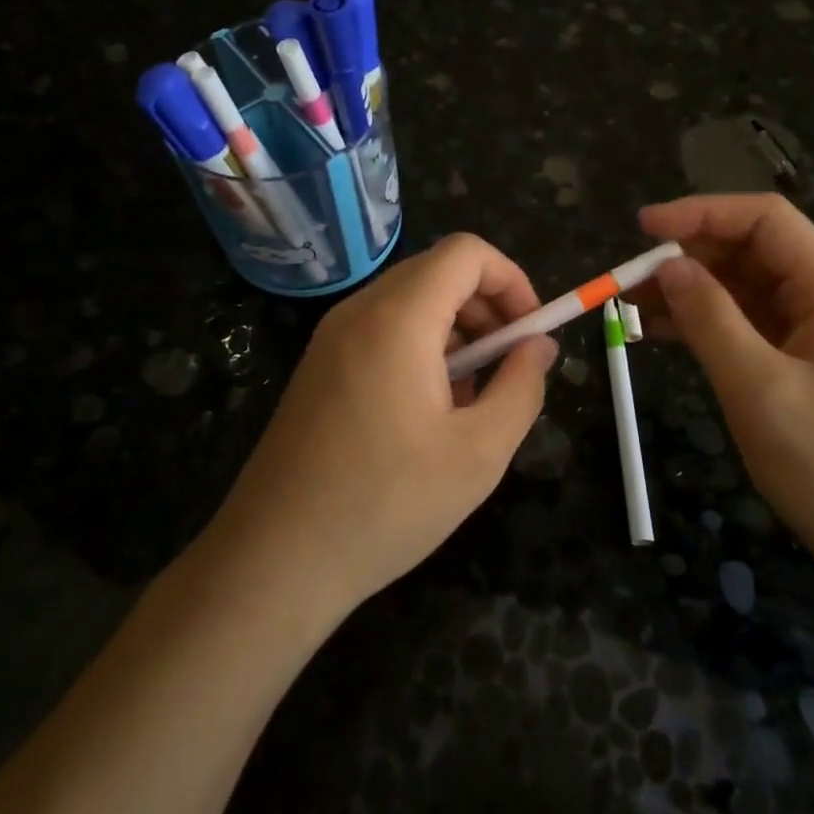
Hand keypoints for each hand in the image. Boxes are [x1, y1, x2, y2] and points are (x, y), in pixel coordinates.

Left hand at [208, 234, 557, 623]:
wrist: (275, 560)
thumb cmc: (386, 505)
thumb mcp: (478, 454)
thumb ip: (521, 387)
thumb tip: (539, 346)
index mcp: (398, 319)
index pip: (465, 252)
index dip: (511, 279)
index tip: (530, 333)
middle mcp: (359, 311)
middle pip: (438, 272)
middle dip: (487, 307)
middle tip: (508, 366)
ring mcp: (332, 337)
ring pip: (411, 301)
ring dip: (457, 331)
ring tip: (472, 397)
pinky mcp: (319, 365)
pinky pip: (383, 329)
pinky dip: (421, 347)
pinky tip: (430, 410)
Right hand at [637, 194, 813, 564]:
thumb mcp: (760, 388)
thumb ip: (711, 319)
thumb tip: (667, 266)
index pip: (766, 221)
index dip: (703, 213)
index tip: (645, 228)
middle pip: (750, 252)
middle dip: (688, 256)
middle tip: (627, 277)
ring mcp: (809, 334)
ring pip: (741, 289)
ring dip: (688, 290)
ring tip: (631, 304)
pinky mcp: (795, 365)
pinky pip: (742, 325)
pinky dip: (701, 323)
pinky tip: (659, 332)